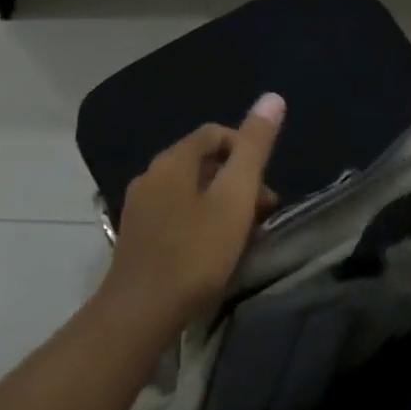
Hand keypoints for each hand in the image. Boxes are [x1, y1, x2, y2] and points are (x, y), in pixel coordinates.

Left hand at [100, 94, 284, 335]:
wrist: (140, 312)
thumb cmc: (195, 251)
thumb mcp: (235, 196)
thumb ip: (254, 147)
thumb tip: (272, 97)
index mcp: (172, 161)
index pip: (214, 133)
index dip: (246, 149)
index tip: (265, 183)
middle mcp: (150, 176)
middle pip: (203, 163)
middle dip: (238, 181)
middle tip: (263, 213)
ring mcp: (140, 208)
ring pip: (192, 191)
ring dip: (223, 204)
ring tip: (245, 235)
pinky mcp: (137, 237)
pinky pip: (177, 214)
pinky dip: (203, 221)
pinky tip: (215, 250)